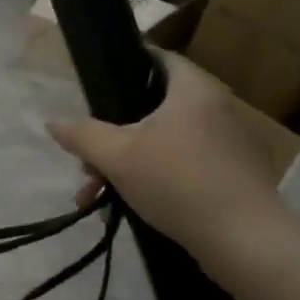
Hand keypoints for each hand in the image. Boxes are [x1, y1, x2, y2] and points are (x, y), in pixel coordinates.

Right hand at [48, 52, 287, 259]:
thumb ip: (82, 135)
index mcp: (193, 90)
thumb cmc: (177, 181)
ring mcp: (229, 144)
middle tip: (87, 163)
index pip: (157, 58)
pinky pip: (184, 165)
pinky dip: (155, 179)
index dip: (124, 65)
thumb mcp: (115, 156)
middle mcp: (216, 108)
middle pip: (152, 109)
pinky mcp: (234, 176)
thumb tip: (54, 124)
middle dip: (112, 137)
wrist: (245, 240)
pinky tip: (129, 208)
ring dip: (127, 164)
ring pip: (164, 142)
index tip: (96, 87)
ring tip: (98, 196)